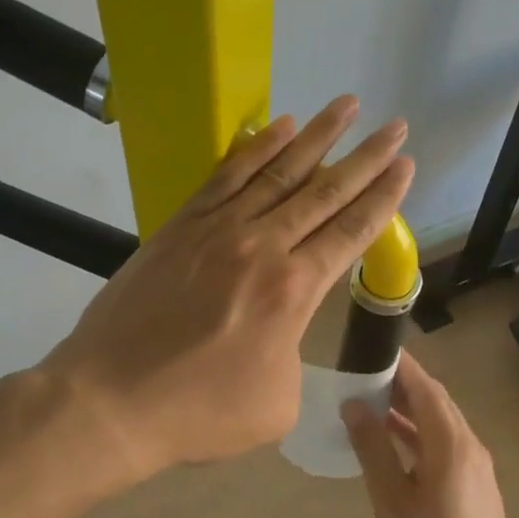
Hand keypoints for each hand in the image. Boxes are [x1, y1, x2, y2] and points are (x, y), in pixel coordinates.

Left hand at [39, 95, 412, 482]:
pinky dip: (256, 149)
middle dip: (366, 157)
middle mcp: (262, 247)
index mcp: (293, 291)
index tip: (406, 166)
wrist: (112, 400)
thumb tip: (283, 332)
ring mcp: (217, 230)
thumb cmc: (200, 412)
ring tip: (346, 105)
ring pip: (278, 172)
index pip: (350, 231)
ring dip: (317, 136)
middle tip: (396, 125)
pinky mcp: (180, 227)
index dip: (383, 197)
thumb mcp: (277, 404)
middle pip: (324, 192)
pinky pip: (227, 176)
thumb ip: (295, 357)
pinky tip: (278, 128)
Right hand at [344, 350, 518, 517]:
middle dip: (403, 385)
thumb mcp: (391, 501)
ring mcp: (476, 468)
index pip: (425, 387)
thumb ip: (373, 449)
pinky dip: (419, 436)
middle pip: (436, 402)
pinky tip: (394, 445)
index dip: (400, 365)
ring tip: (372, 405)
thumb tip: (355, 405)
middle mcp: (469, 446)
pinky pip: (445, 446)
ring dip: (410, 411)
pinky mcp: (476, 487)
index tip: (372, 349)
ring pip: (441, 425)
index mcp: (450, 443)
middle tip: (364, 375)